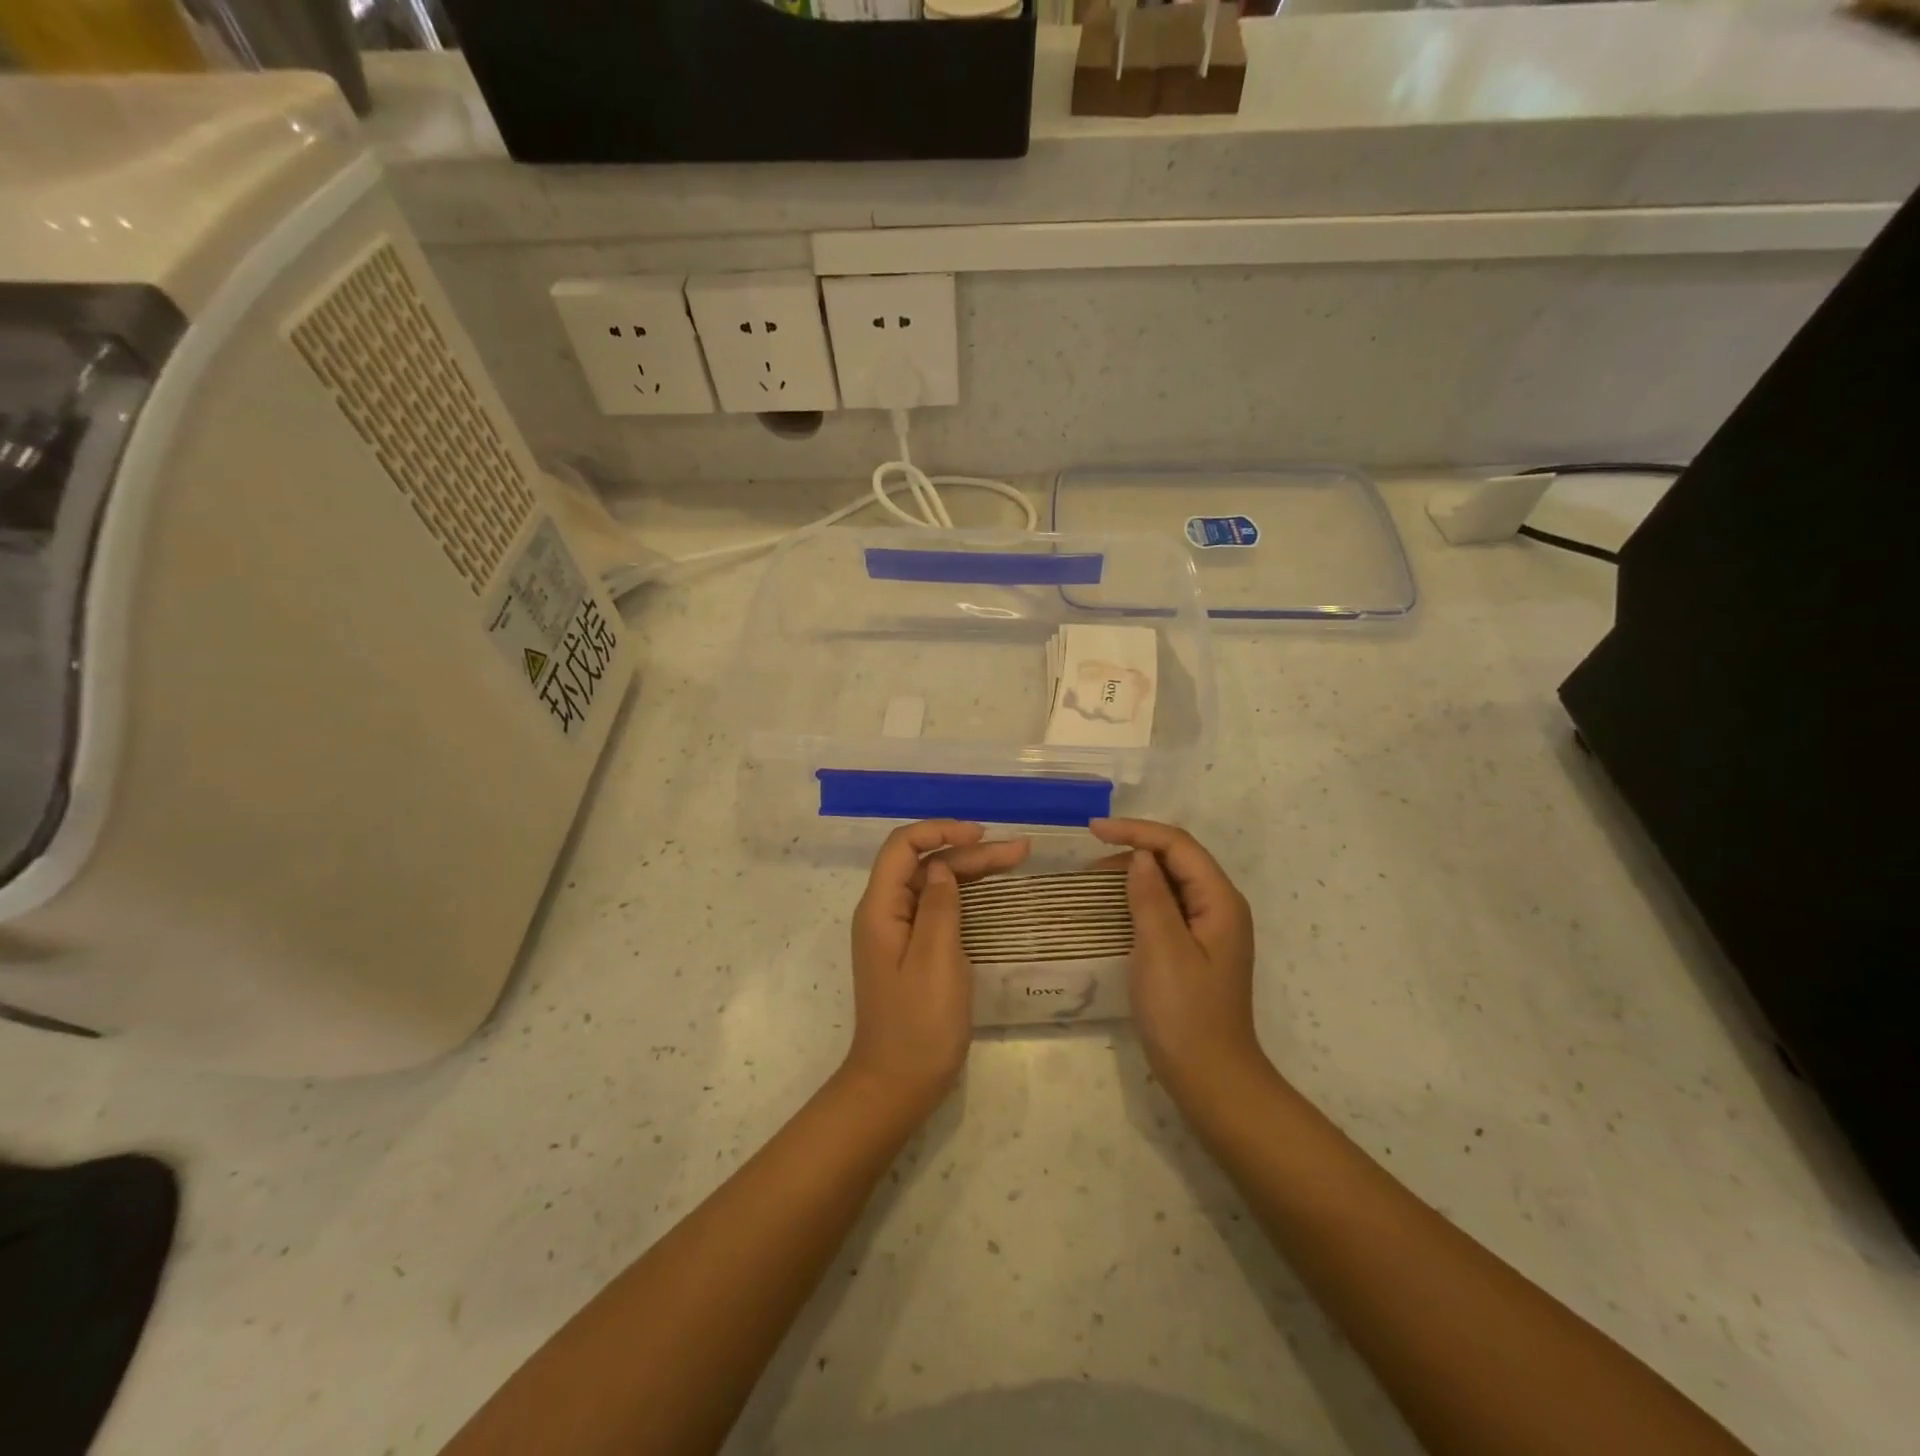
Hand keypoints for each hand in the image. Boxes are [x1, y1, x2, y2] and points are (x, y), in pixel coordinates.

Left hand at [845, 820, 1028, 1117]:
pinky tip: (993, 894)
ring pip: (934, 885)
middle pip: (924, 864)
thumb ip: (939, 906)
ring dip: (971, 871)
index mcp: (880, 908)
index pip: (902, 846)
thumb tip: (940, 866)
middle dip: (968, 852)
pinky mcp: (914, 952)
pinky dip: (966, 897)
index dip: (940, 830)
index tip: (981, 835)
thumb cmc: (918, 1024)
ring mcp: (899, 933)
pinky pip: (938, 910)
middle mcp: (885, 913)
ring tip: (1016, 861)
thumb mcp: (935, 960)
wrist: (898, 1085)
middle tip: (1019, 852)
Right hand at [1090, 818, 1263, 1103]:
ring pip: (1171, 881)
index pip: (1178, 845)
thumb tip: (1141, 856)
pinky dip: (1139, 898)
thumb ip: (1151, 897)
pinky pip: (1166, 907)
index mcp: (1220, 901)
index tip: (1092, 830)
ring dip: (1134, 872)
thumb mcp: (1162, 949)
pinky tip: (1114, 907)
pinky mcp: (1195, 949)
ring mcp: (1209, 930)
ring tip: (1094, 878)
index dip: (1136, 831)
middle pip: (1177, 858)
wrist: (1210, 1078)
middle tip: (1089, 857)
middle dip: (1134, 847)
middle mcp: (1220, 907)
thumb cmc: (1185, 1013)